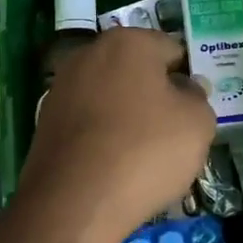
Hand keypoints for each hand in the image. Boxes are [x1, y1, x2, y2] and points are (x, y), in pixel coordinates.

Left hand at [18, 28, 214, 242]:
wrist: (75, 201)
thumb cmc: (145, 150)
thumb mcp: (198, 124)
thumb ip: (198, 98)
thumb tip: (185, 89)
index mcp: (128, 41)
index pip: (172, 50)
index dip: (188, 79)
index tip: (194, 109)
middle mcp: (89, 54)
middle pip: (136, 71)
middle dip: (155, 95)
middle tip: (173, 133)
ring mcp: (61, 87)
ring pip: (109, 97)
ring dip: (127, 116)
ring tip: (144, 155)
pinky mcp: (45, 121)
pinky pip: (88, 122)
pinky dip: (102, 137)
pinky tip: (114, 166)